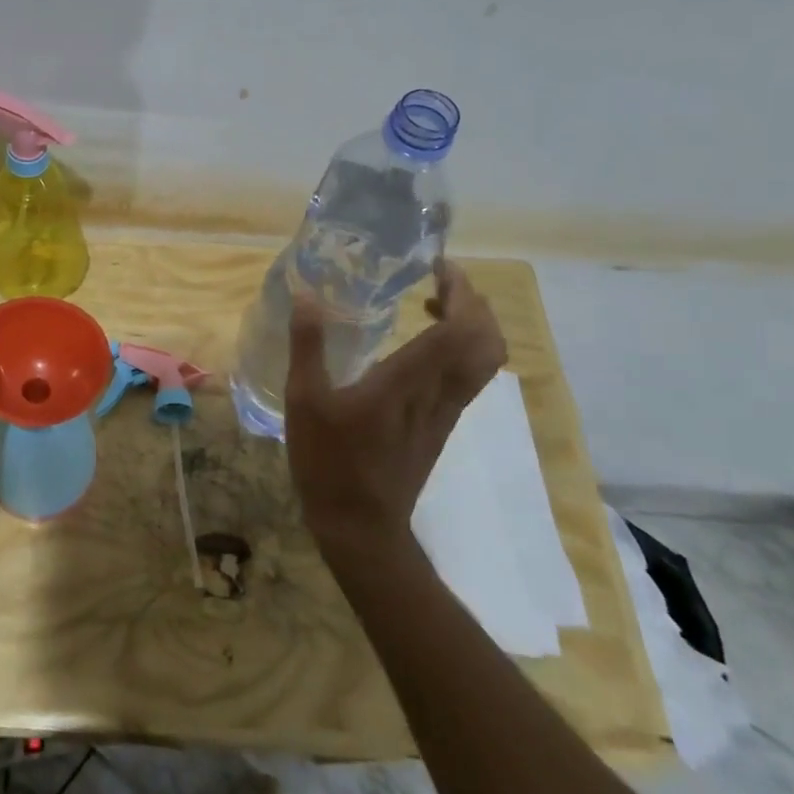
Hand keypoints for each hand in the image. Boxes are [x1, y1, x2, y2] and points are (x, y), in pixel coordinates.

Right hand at [285, 261, 507, 554]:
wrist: (361, 527)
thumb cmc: (330, 462)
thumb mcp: (306, 401)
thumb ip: (307, 346)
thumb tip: (306, 297)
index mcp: (408, 382)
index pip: (461, 329)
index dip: (460, 291)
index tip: (437, 265)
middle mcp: (439, 393)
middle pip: (487, 340)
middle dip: (473, 302)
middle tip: (440, 279)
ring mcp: (446, 411)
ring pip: (484, 360)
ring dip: (471, 324)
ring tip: (433, 303)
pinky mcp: (442, 425)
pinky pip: (467, 376)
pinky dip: (459, 347)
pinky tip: (420, 344)